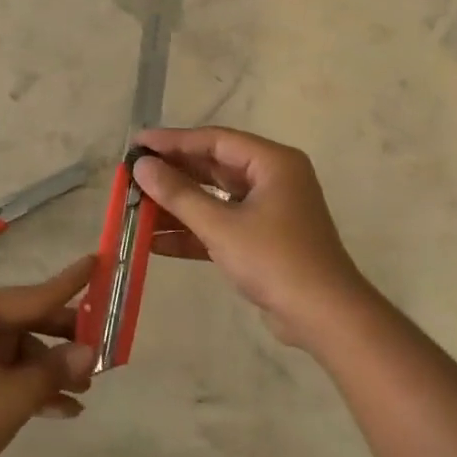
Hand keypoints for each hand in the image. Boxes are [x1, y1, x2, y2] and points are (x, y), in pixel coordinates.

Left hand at [0, 256, 96, 456]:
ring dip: (49, 371)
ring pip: (16, 352)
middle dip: (64, 341)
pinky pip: (1, 373)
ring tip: (85, 392)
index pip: (34, 294)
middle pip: (26, 322)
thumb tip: (90, 351)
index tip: (99, 261)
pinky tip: (61, 410)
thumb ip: (54, 370)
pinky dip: (28, 388)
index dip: (71, 283)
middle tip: (104, 351)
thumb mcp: (12, 397)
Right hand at [133, 126, 373, 347]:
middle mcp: (272, 179)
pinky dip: (192, 232)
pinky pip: (221, 226)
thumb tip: (142, 167)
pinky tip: (155, 242)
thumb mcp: (221, 226)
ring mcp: (269, 211)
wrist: (324, 316)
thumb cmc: (275, 260)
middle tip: (132, 175)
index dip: (172, 141)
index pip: (214, 140)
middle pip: (213, 167)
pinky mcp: (262, 240)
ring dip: (177, 206)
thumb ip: (179, 194)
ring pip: (214, 199)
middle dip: (172, 174)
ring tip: (135, 208)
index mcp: (272, 163)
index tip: (137, 143)